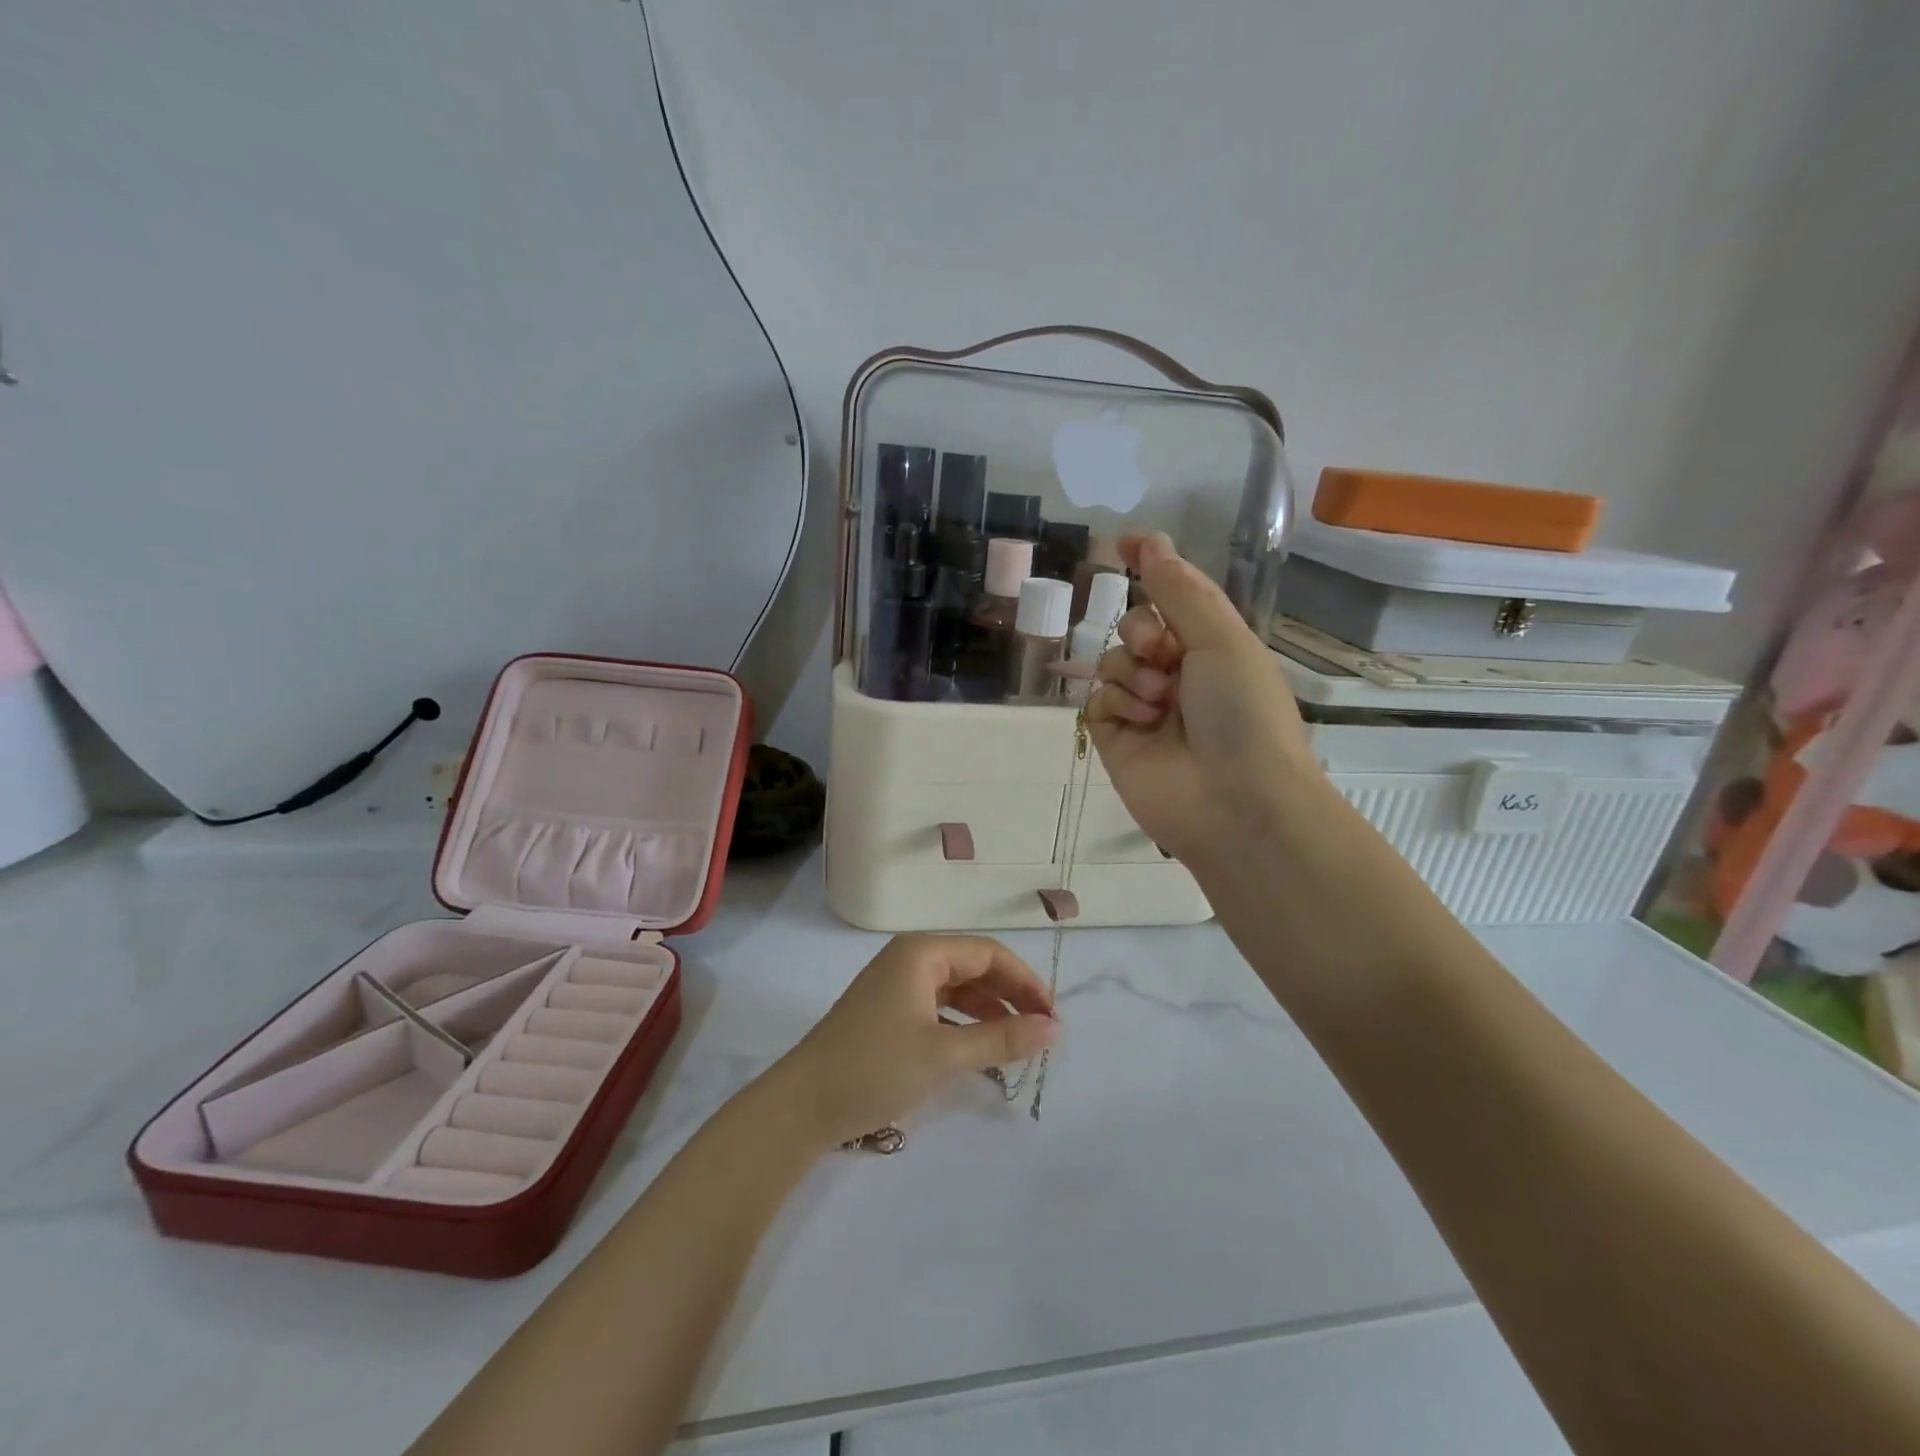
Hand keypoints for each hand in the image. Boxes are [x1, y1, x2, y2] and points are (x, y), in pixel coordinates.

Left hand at [768, 935, 1056, 1151]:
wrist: (802, 1105)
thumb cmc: (875, 1068)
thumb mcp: (944, 1054)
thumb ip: (1002, 1038)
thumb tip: (1054, 1028)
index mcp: (922, 952)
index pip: (989, 954)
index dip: (1025, 982)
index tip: (1053, 1018)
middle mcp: (910, 958)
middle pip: (974, 967)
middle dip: (1010, 997)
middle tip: (1042, 1034)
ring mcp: (896, 984)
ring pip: (958, 989)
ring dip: (989, 1012)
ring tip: (1019, 1044)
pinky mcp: (888, 1010)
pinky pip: (939, 1007)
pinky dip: (964, 1024)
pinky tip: (981, 1051)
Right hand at [1088, 533, 1320, 866]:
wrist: (1236, 804)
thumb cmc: (1243, 714)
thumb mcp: (1221, 639)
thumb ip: (1178, 590)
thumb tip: (1150, 542)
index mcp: (1213, 646)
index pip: (1176, 594)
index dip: (1152, 566)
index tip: (1123, 544)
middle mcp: (1178, 674)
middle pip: (1134, 626)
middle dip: (1141, 632)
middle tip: (1162, 654)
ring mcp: (1145, 709)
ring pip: (1112, 662)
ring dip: (1132, 672)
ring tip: (1159, 703)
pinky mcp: (1116, 740)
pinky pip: (1097, 701)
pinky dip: (1116, 704)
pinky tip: (1140, 723)